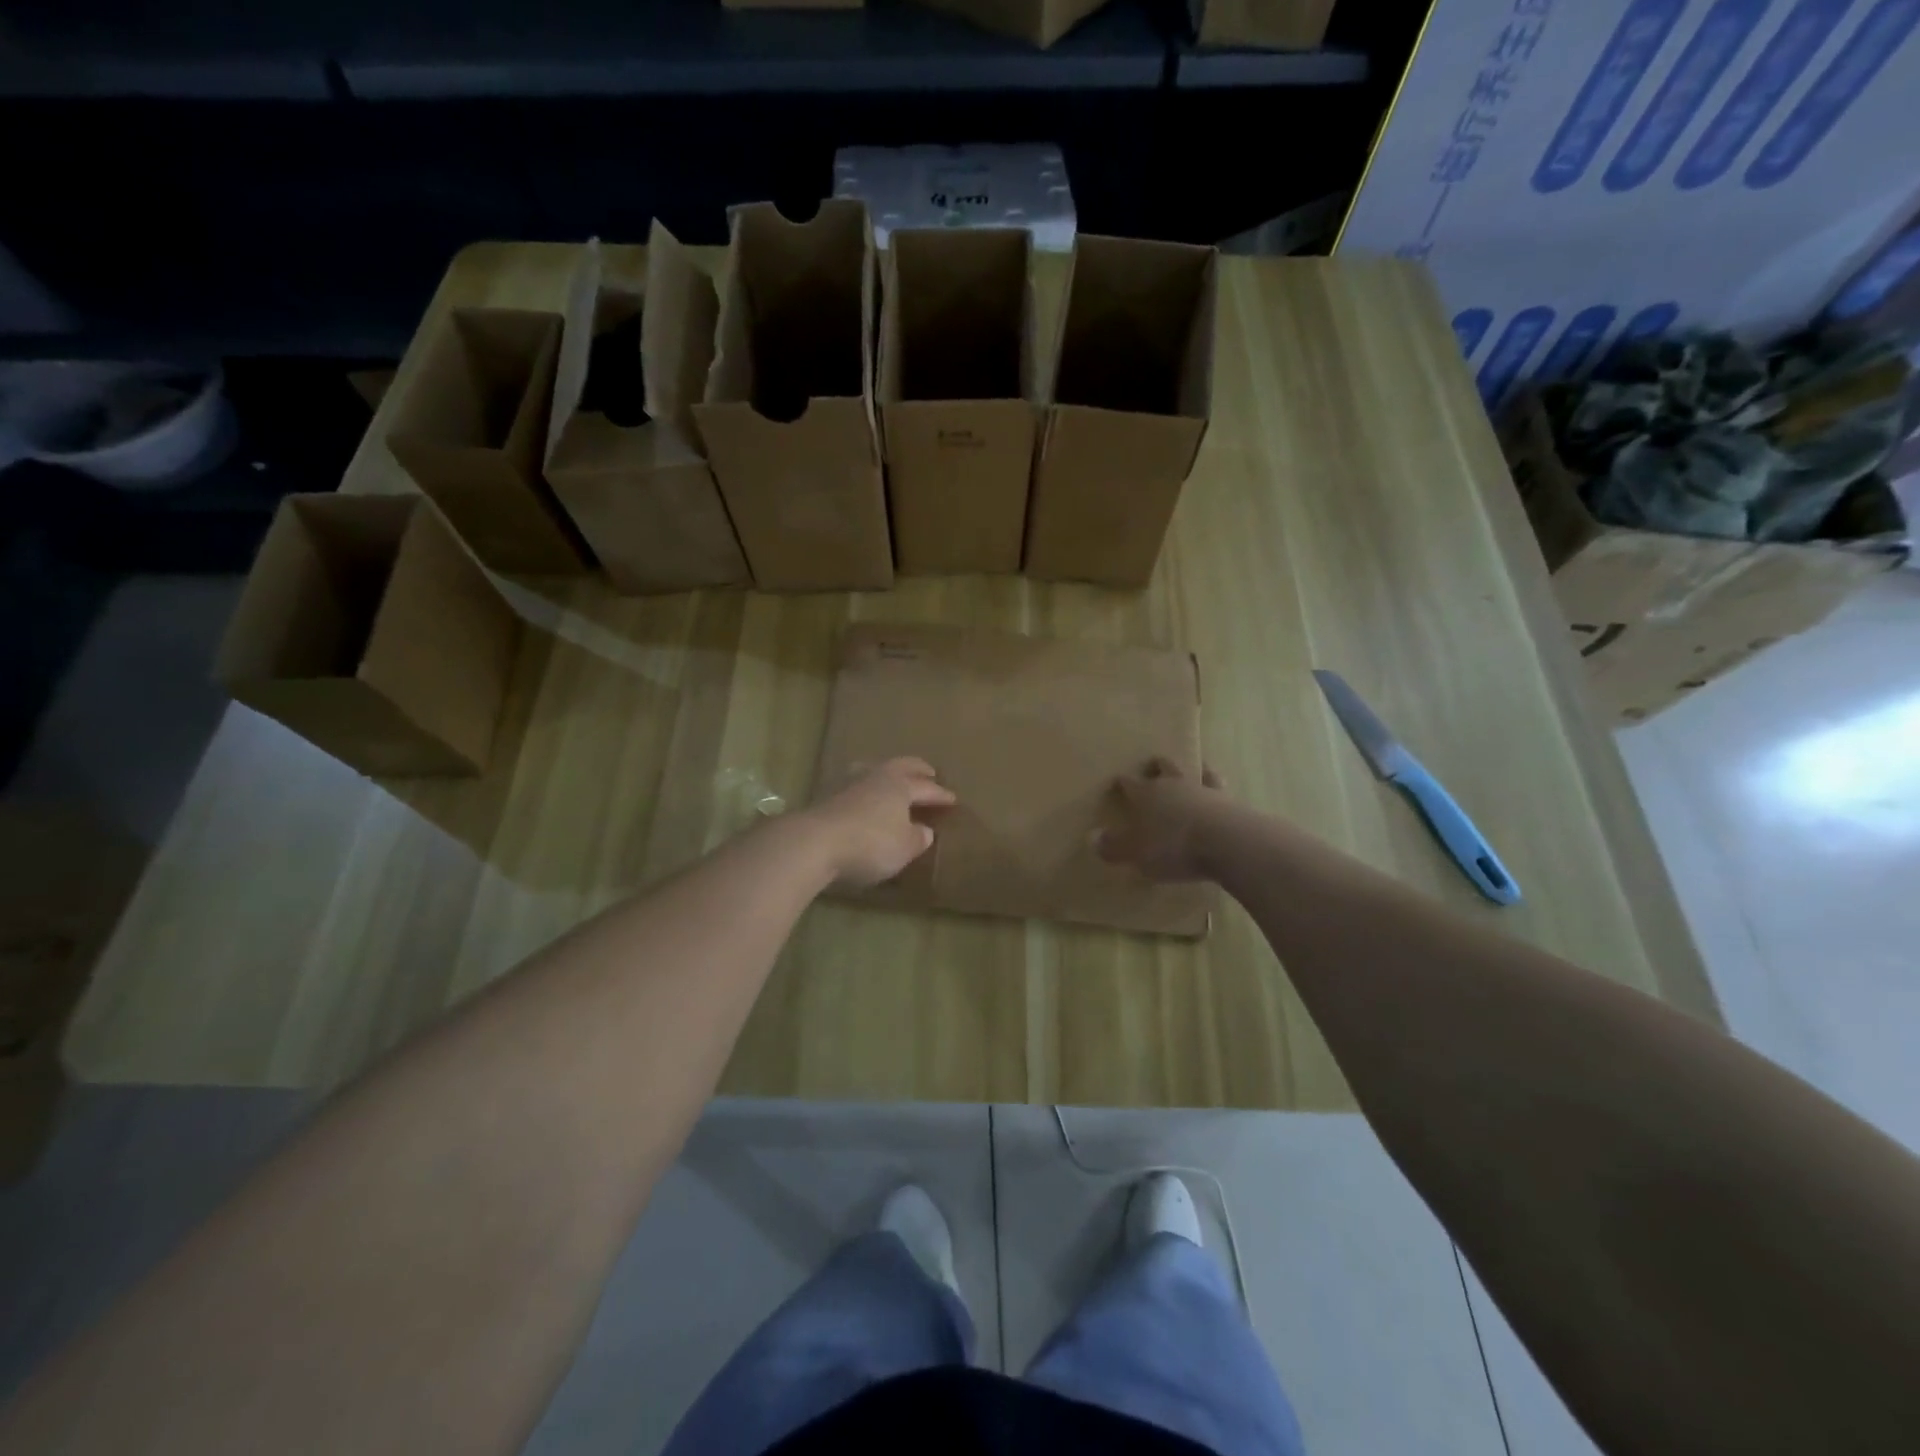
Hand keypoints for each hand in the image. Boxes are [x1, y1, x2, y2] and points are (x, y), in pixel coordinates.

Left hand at [804, 757, 956, 888]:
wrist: (814, 842)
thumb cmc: (869, 844)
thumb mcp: (903, 848)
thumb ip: (917, 838)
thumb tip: (924, 830)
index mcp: (899, 785)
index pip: (925, 788)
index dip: (940, 794)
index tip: (952, 798)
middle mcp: (875, 776)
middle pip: (900, 766)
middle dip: (917, 769)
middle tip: (928, 771)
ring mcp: (847, 783)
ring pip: (873, 769)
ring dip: (886, 773)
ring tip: (892, 777)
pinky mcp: (825, 796)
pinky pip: (854, 785)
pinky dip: (865, 788)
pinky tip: (863, 796)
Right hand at [1098, 758, 1230, 882]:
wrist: (1225, 841)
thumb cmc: (1172, 846)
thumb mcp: (1135, 853)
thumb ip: (1113, 846)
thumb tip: (1092, 837)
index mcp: (1146, 794)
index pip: (1129, 783)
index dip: (1122, 782)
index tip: (1117, 781)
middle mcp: (1172, 785)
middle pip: (1162, 767)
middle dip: (1155, 767)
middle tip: (1152, 766)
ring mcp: (1202, 789)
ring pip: (1192, 771)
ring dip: (1188, 771)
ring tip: (1188, 771)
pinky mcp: (1228, 800)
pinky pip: (1218, 787)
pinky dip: (1214, 786)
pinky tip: (1215, 791)